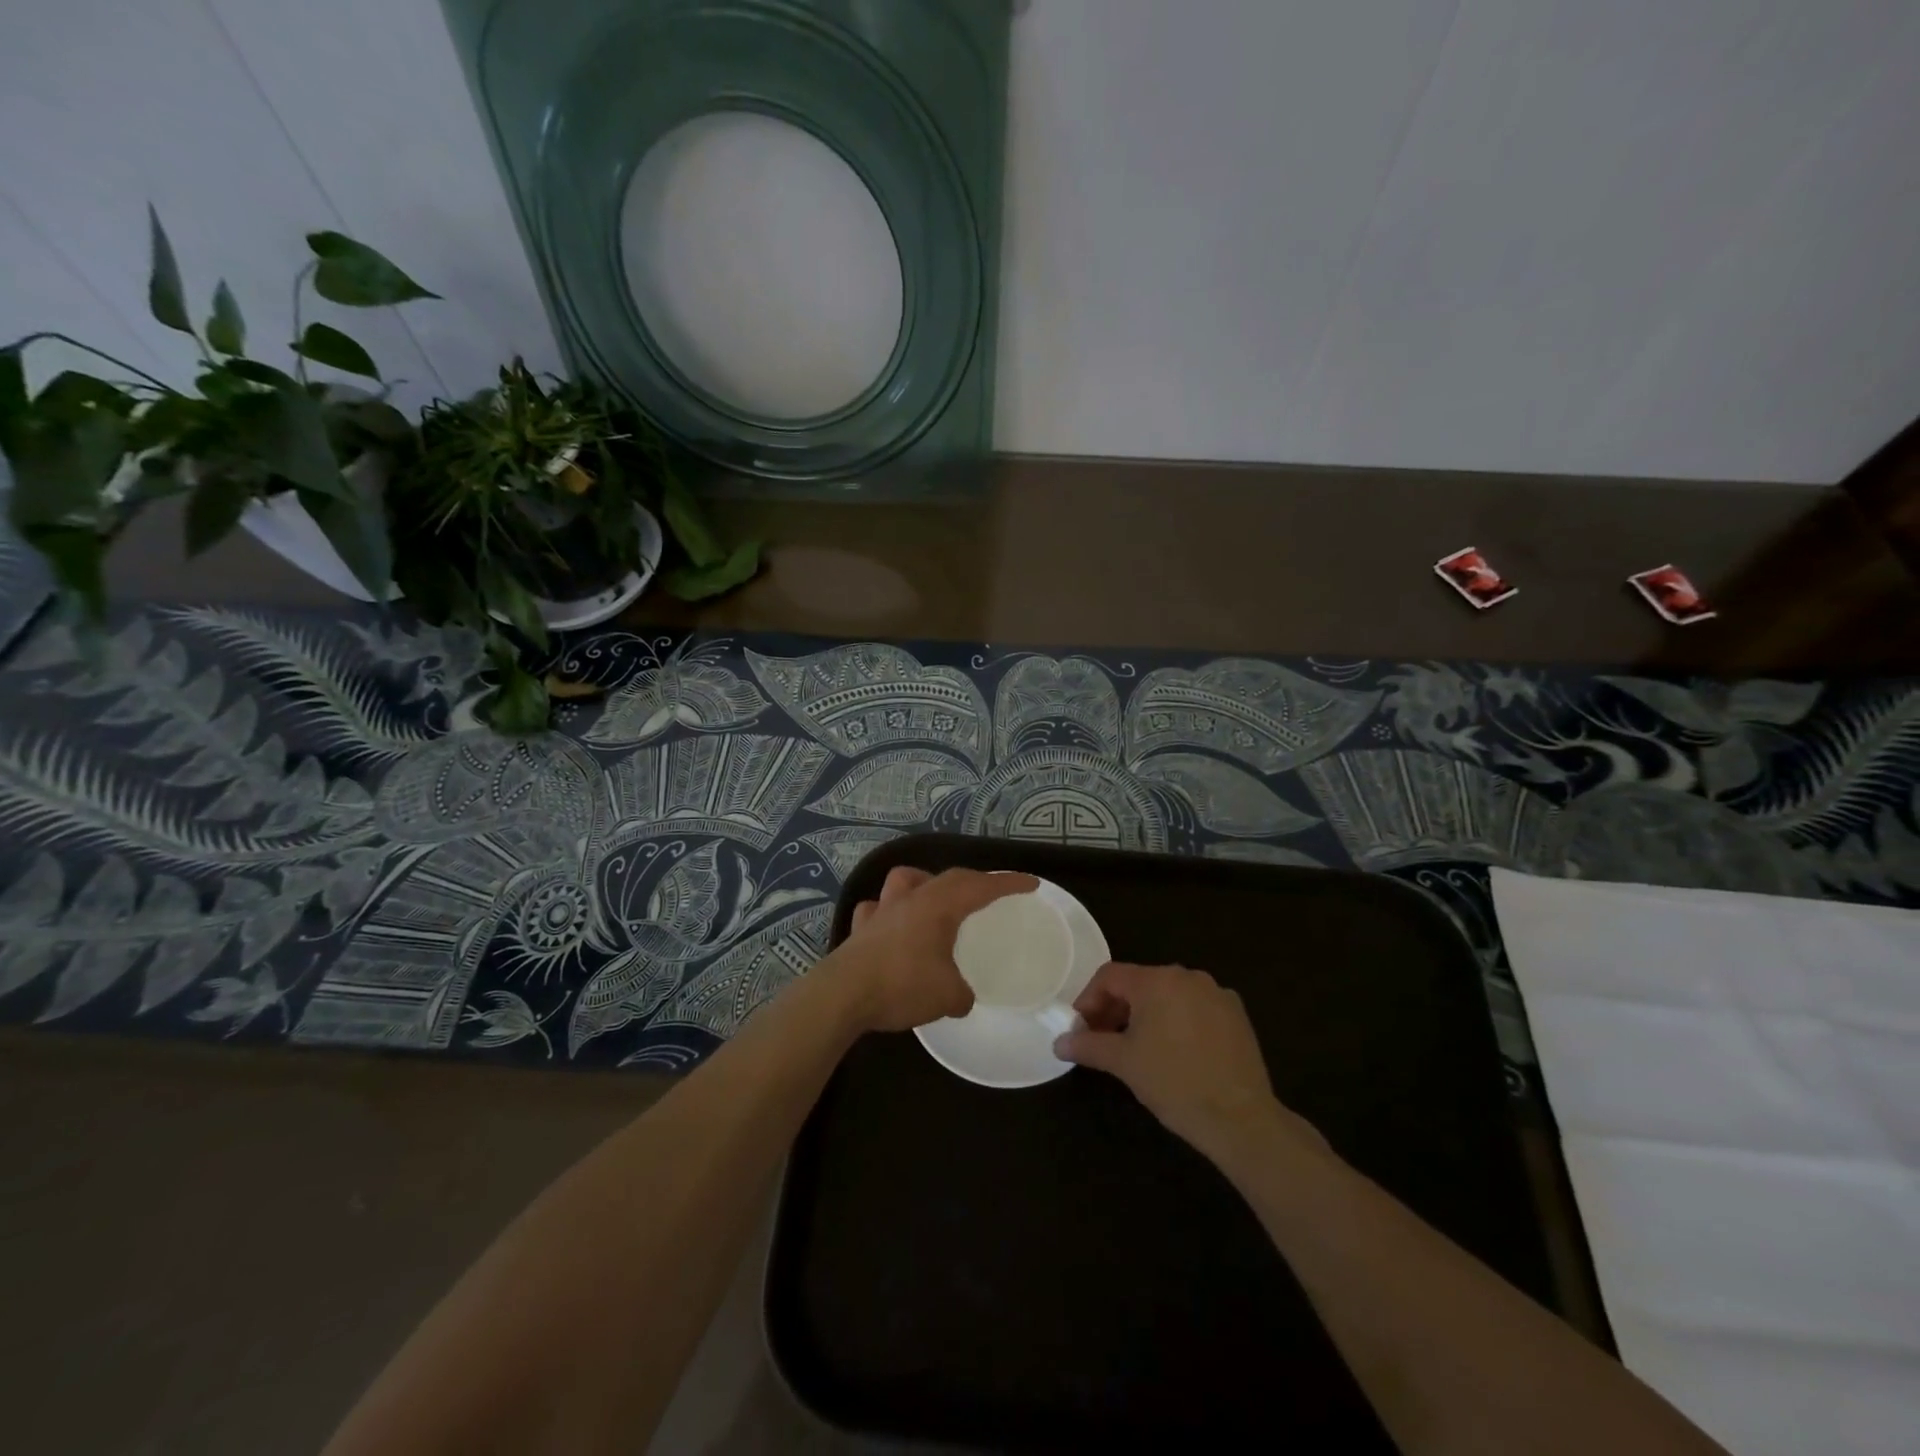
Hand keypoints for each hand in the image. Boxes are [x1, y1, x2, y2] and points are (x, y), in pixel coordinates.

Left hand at [827, 867, 1039, 1032]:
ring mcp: (882, 911)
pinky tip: (892, 926)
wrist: (842, 995)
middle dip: (973, 882)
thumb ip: (962, 993)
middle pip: (948, 877)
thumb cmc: (901, 985)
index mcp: (938, 906)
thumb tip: (963, 997)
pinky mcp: (860, 929)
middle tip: (990, 893)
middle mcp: (911, 899)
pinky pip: (876, 909)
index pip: (980, 886)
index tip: (1030, 883)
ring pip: (905, 880)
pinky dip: (889, 912)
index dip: (1007, 883)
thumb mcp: (947, 995)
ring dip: (925, 884)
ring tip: (935, 900)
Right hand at [1054, 962, 1321, 1162]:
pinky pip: (1195, 1007)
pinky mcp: (1236, 1015)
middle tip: (1104, 1038)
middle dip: (1116, 1008)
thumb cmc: (1174, 1083)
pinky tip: (1175, 1052)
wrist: (1241, 1119)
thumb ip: (1088, 1045)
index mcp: (1157, 981)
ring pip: (1168, 995)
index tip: (1082, 1027)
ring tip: (1137, 1047)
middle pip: (1140, 983)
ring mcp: (1216, 993)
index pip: (1110, 976)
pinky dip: (1177, 1021)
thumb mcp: (1123, 1063)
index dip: (1089, 998)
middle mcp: (1187, 976)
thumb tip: (1059, 1042)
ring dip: (1146, 1014)